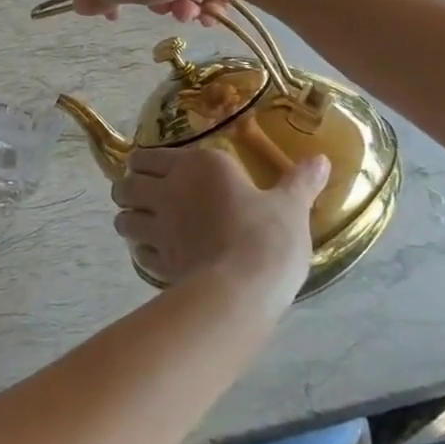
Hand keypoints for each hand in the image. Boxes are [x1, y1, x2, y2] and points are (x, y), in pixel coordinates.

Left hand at [111, 144, 326, 308]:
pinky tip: (152, 255)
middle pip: (127, 184)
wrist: (243, 288)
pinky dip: (141, 251)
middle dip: (128, 187)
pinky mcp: (159, 261)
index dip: (146, 162)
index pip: (150, 155)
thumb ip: (300, 181)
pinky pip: (139, 251)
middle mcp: (169, 190)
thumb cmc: (267, 235)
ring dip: (127, 218)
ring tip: (139, 223)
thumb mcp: (291, 206)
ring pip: (124, 217)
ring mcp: (160, 227)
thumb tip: (321, 158)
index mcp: (197, 164)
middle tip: (141, 194)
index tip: (153, 168)